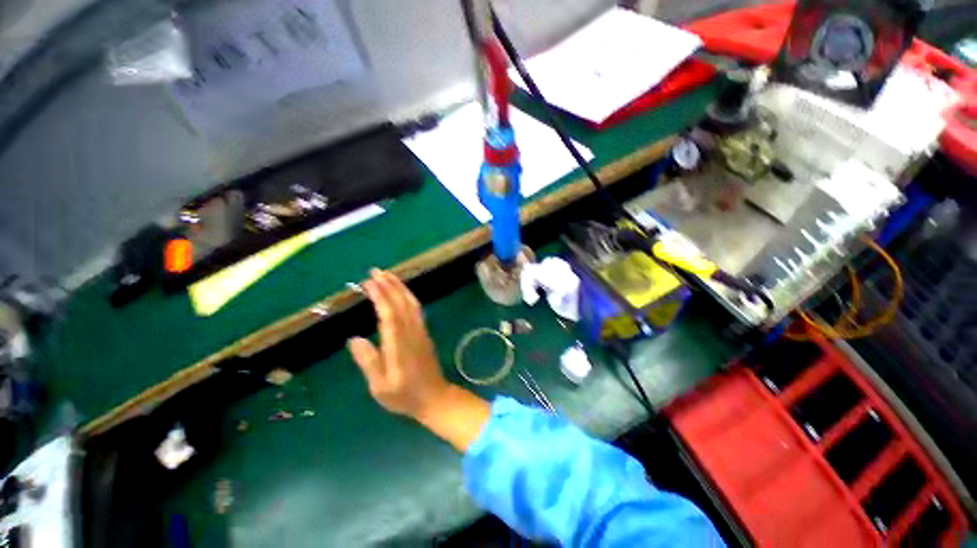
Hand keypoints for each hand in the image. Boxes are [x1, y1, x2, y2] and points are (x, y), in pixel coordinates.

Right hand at [348, 269, 448, 420]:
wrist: (435, 397)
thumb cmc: (405, 396)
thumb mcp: (381, 387)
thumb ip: (369, 362)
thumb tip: (354, 339)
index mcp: (399, 344)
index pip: (389, 314)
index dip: (380, 297)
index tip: (369, 283)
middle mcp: (412, 332)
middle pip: (401, 303)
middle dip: (389, 285)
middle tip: (375, 271)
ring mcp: (421, 331)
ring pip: (411, 303)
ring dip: (400, 287)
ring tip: (388, 275)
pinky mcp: (424, 332)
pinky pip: (417, 309)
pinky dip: (408, 296)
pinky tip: (402, 292)